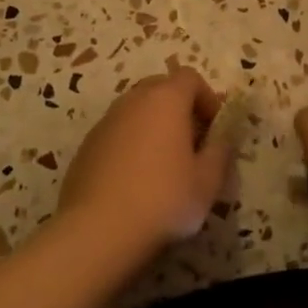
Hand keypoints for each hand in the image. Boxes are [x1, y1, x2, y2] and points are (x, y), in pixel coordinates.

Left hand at [59, 64, 232, 248]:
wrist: (97, 229)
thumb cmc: (163, 199)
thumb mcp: (208, 181)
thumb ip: (220, 152)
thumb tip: (221, 139)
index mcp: (165, 100)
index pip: (189, 78)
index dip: (207, 98)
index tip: (215, 128)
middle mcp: (133, 101)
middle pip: (160, 89)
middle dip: (179, 109)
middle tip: (192, 143)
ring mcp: (105, 122)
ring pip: (136, 111)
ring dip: (153, 127)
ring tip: (164, 164)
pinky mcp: (86, 146)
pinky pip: (117, 133)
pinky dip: (131, 145)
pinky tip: (135, 181)